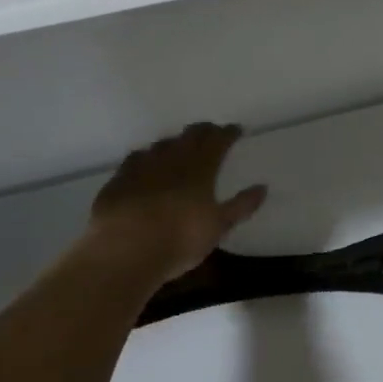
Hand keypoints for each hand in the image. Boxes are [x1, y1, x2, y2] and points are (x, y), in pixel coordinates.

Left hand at [85, 123, 267, 287]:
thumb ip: (241, 206)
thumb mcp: (218, 227)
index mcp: (201, 168)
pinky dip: (145, 156)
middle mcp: (173, 159)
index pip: (218, 140)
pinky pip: (135, 159)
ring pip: (162, 144)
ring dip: (174, 142)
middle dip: (203, 130)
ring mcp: (143, 166)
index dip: (228, 133)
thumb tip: (263, 187)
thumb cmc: (179, 239)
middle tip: (211, 132)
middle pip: (190, 135)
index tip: (235, 130)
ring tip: (179, 146)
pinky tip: (144, 163)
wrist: (124, 251)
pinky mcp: (119, 180)